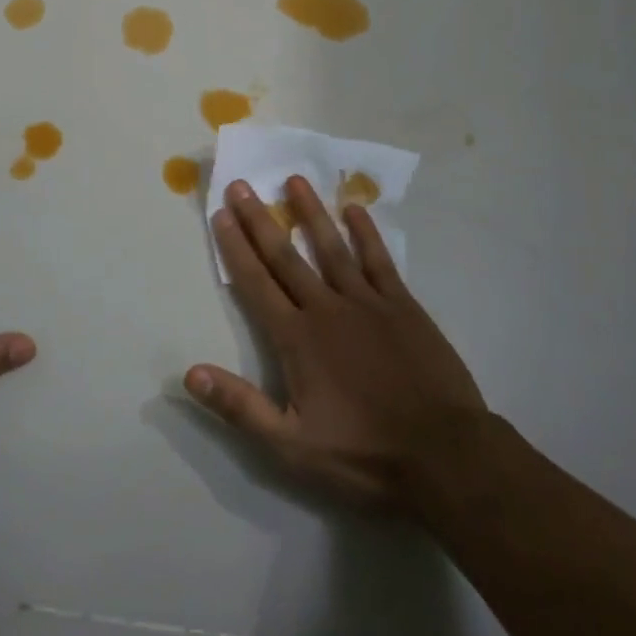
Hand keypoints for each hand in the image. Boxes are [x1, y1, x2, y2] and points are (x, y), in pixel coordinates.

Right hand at [186, 177, 494, 515]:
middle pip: (286, 256)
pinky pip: (379, 260)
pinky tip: (355, 209)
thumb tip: (190, 372)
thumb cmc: (363, 455)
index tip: (220, 214)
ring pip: (331, 247)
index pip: (256, 283)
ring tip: (294, 180)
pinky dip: (366, 234)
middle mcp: (326, 308)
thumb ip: (240, 406)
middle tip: (241, 185)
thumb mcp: (292, 446)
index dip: (235, 248)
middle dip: (260, 220)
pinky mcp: (403, 306)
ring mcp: (367, 302)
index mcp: (297, 339)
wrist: (445, 455)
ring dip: (310, 213)